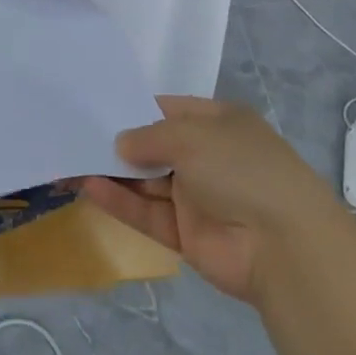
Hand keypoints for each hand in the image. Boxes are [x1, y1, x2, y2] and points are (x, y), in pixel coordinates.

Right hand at [80, 97, 312, 303]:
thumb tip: (121, 143)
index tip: (98, 107)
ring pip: (147, 181)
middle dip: (119, 142)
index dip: (136, 108)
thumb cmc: (242, 170)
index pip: (170, 110)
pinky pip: (147, 212)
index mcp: (220, 123)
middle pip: (155, 146)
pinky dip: (120, 201)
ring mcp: (197, 197)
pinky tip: (89, 187)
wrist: (284, 247)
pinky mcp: (186, 234)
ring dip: (113, 173)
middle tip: (75, 135)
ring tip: (71, 162)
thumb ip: (149, 136)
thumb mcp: (192, 136)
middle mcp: (208, 157)